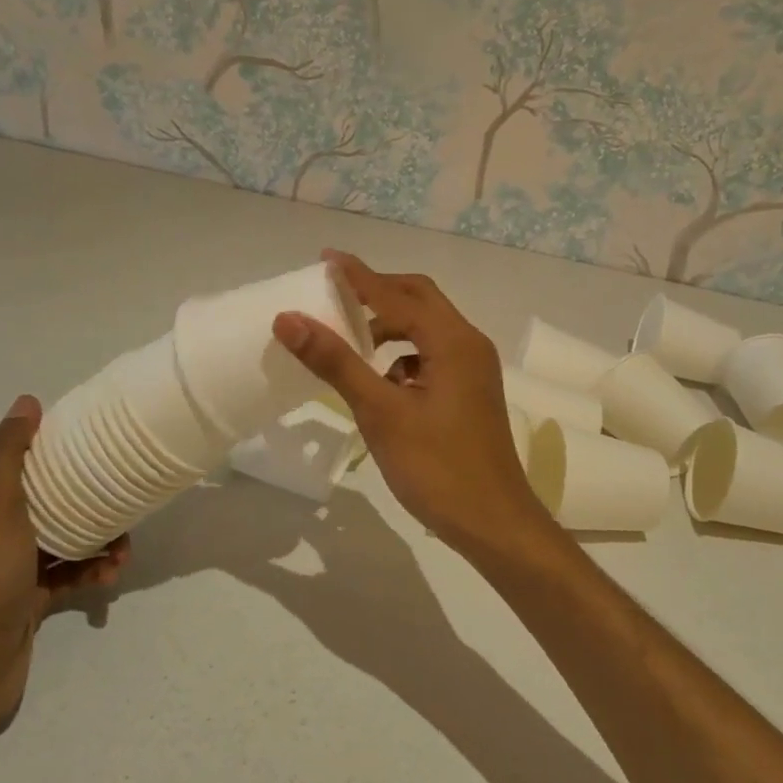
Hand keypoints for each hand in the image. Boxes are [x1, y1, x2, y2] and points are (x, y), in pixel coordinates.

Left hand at [0, 395, 128, 727]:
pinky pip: (69, 576)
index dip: (58, 458)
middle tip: (121, 509)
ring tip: (123, 552)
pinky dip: (91, 573)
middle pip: (52, 505)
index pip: (23, 468)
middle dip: (90, 505)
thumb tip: (26, 402)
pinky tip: (109, 577)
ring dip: (99, 543)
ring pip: (67, 541)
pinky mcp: (28, 601)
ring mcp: (12, 570)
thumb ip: (8, 453)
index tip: (95, 456)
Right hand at [273, 252, 556, 563]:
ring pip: (427, 329)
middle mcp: (469, 344)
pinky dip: (404, 356)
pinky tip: (381, 382)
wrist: (494, 523)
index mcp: (452, 341)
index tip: (324, 259)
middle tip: (336, 295)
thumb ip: (336, 362)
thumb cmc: (437, 467)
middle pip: (419, 300)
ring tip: (350, 339)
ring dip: (391, 326)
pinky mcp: (471, 392)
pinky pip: (433, 356)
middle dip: (378, 293)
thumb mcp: (381, 413)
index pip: (396, 294)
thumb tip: (289, 319)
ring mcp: (474, 370)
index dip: (358, 276)